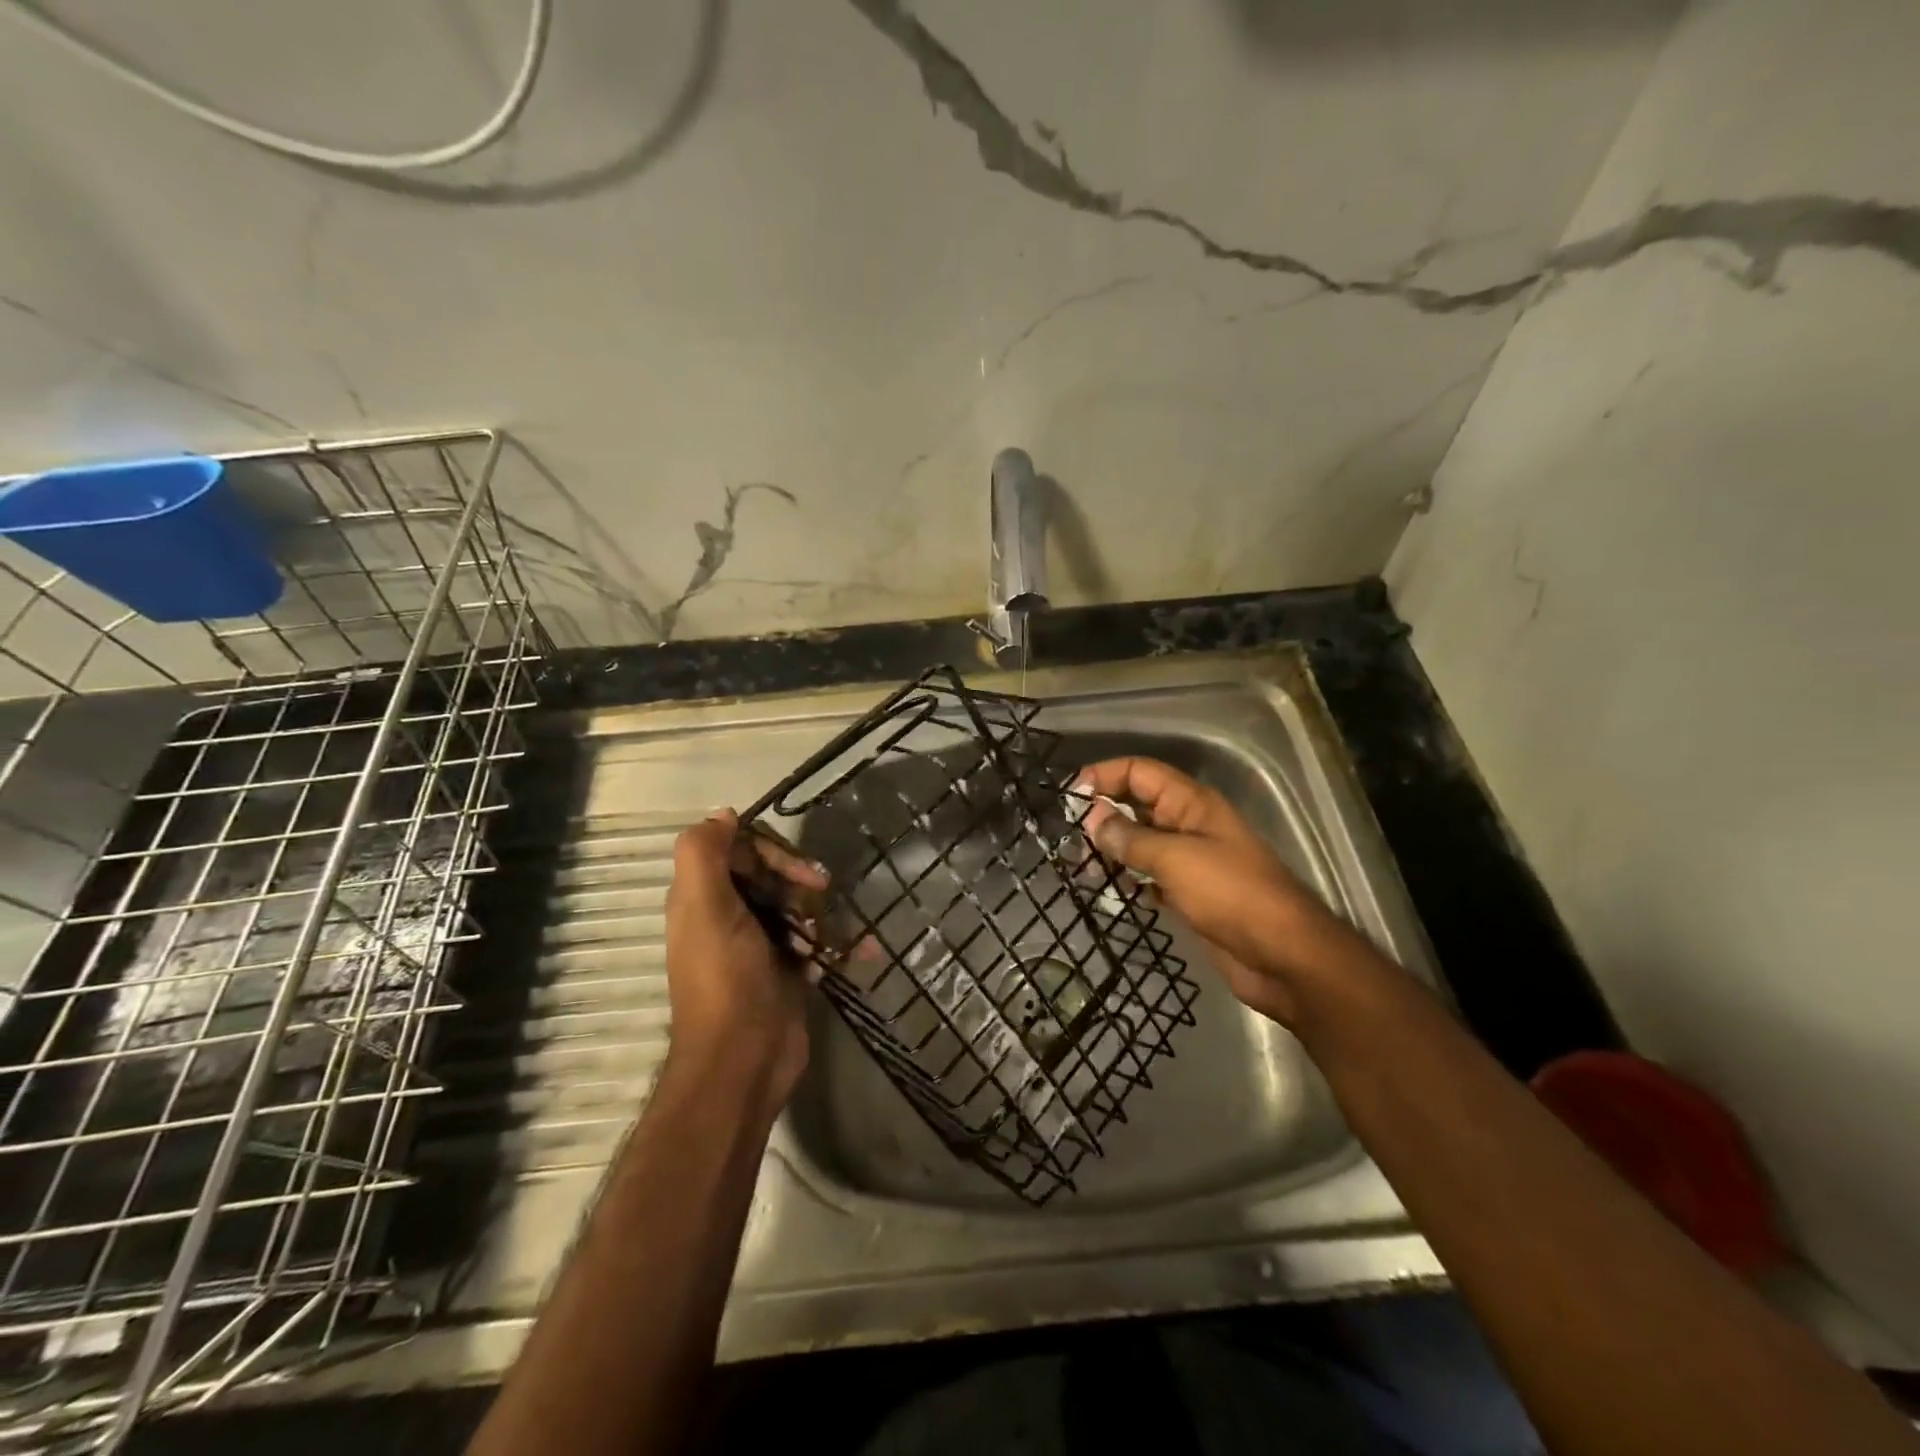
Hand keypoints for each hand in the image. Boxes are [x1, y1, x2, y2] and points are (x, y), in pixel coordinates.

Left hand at [664, 809, 825, 1117]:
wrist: (745, 1060)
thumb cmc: (726, 979)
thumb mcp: (704, 908)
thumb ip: (703, 854)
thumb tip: (723, 815)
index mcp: (703, 899)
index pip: (738, 850)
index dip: (769, 851)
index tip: (798, 870)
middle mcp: (728, 918)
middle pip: (769, 876)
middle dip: (798, 879)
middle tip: (822, 891)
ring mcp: (760, 947)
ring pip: (796, 909)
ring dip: (822, 913)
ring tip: (836, 932)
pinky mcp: (787, 973)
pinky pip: (816, 944)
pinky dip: (839, 944)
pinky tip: (864, 949)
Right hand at [1072, 757, 1371, 1026]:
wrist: (1283, 956)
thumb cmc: (1231, 894)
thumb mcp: (1175, 858)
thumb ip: (1130, 837)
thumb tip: (1091, 817)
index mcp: (1191, 804)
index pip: (1140, 773)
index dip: (1105, 776)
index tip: (1069, 796)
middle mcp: (1188, 825)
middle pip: (1138, 805)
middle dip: (1102, 814)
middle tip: (1065, 835)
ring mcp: (1190, 861)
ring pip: (1140, 843)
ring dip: (1110, 849)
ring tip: (1077, 864)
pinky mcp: (1188, 894)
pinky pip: (1149, 876)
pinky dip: (1127, 879)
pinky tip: (1106, 889)